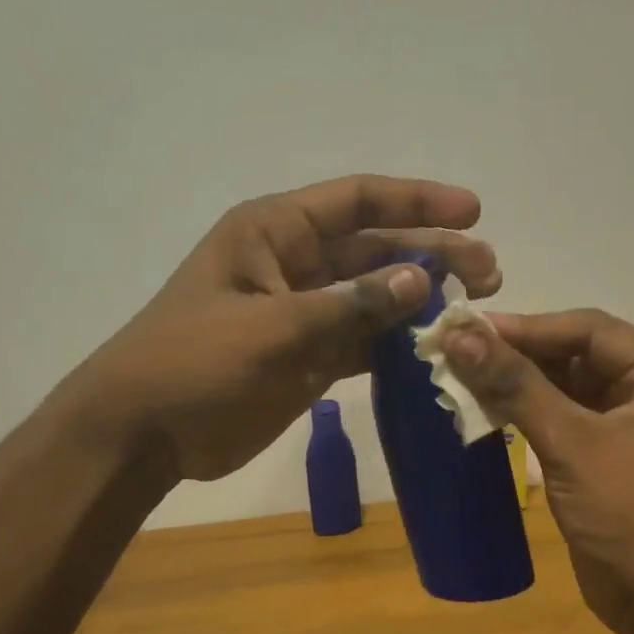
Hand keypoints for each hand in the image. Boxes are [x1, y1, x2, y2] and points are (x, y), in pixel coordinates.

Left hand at [83, 175, 499, 480]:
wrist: (145, 432)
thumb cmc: (195, 364)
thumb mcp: (272, 328)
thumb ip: (349, 304)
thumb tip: (421, 279)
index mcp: (274, 232)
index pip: (357, 202)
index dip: (417, 201)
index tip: (472, 211)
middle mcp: (293, 264)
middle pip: (376, 248)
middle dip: (433, 255)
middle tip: (489, 274)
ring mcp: (303, 313)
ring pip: (375, 297)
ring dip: (421, 301)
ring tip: (475, 310)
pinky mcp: (307, 357)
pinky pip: (363, 341)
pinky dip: (396, 344)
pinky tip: (435, 349)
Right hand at [440, 309, 633, 633]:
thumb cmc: (631, 517)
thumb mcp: (572, 444)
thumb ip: (516, 386)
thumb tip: (459, 337)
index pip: (588, 330)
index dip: (526, 327)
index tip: (465, 330)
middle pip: (575, 356)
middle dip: (517, 356)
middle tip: (454, 354)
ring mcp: (628, 426)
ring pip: (564, 389)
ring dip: (516, 386)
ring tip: (459, 379)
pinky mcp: (605, 458)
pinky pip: (561, 422)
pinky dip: (525, 416)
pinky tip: (484, 412)